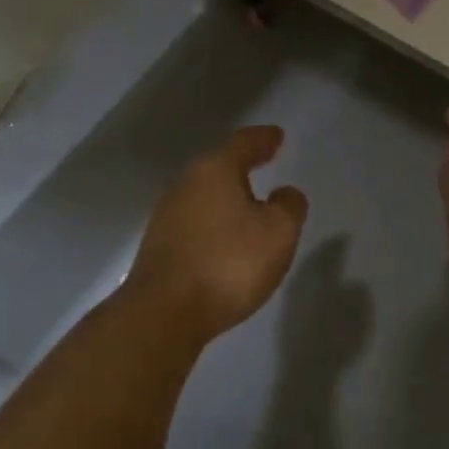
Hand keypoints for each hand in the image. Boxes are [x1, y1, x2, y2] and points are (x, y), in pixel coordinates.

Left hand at [128, 126, 309, 342]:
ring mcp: (167, 215)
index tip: (277, 136)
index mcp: (214, 171)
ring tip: (249, 205)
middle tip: (263, 163)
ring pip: (204, 195)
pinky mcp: (159, 246)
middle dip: (242, 165)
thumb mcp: (278, 232)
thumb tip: (285, 193)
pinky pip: (195, 222)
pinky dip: (214, 222)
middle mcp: (185, 184)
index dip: (263, 139)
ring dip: (226, 197)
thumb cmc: (229, 263)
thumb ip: (289, 206)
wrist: (165, 312)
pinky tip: (225, 239)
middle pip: (218, 166)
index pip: (243, 143)